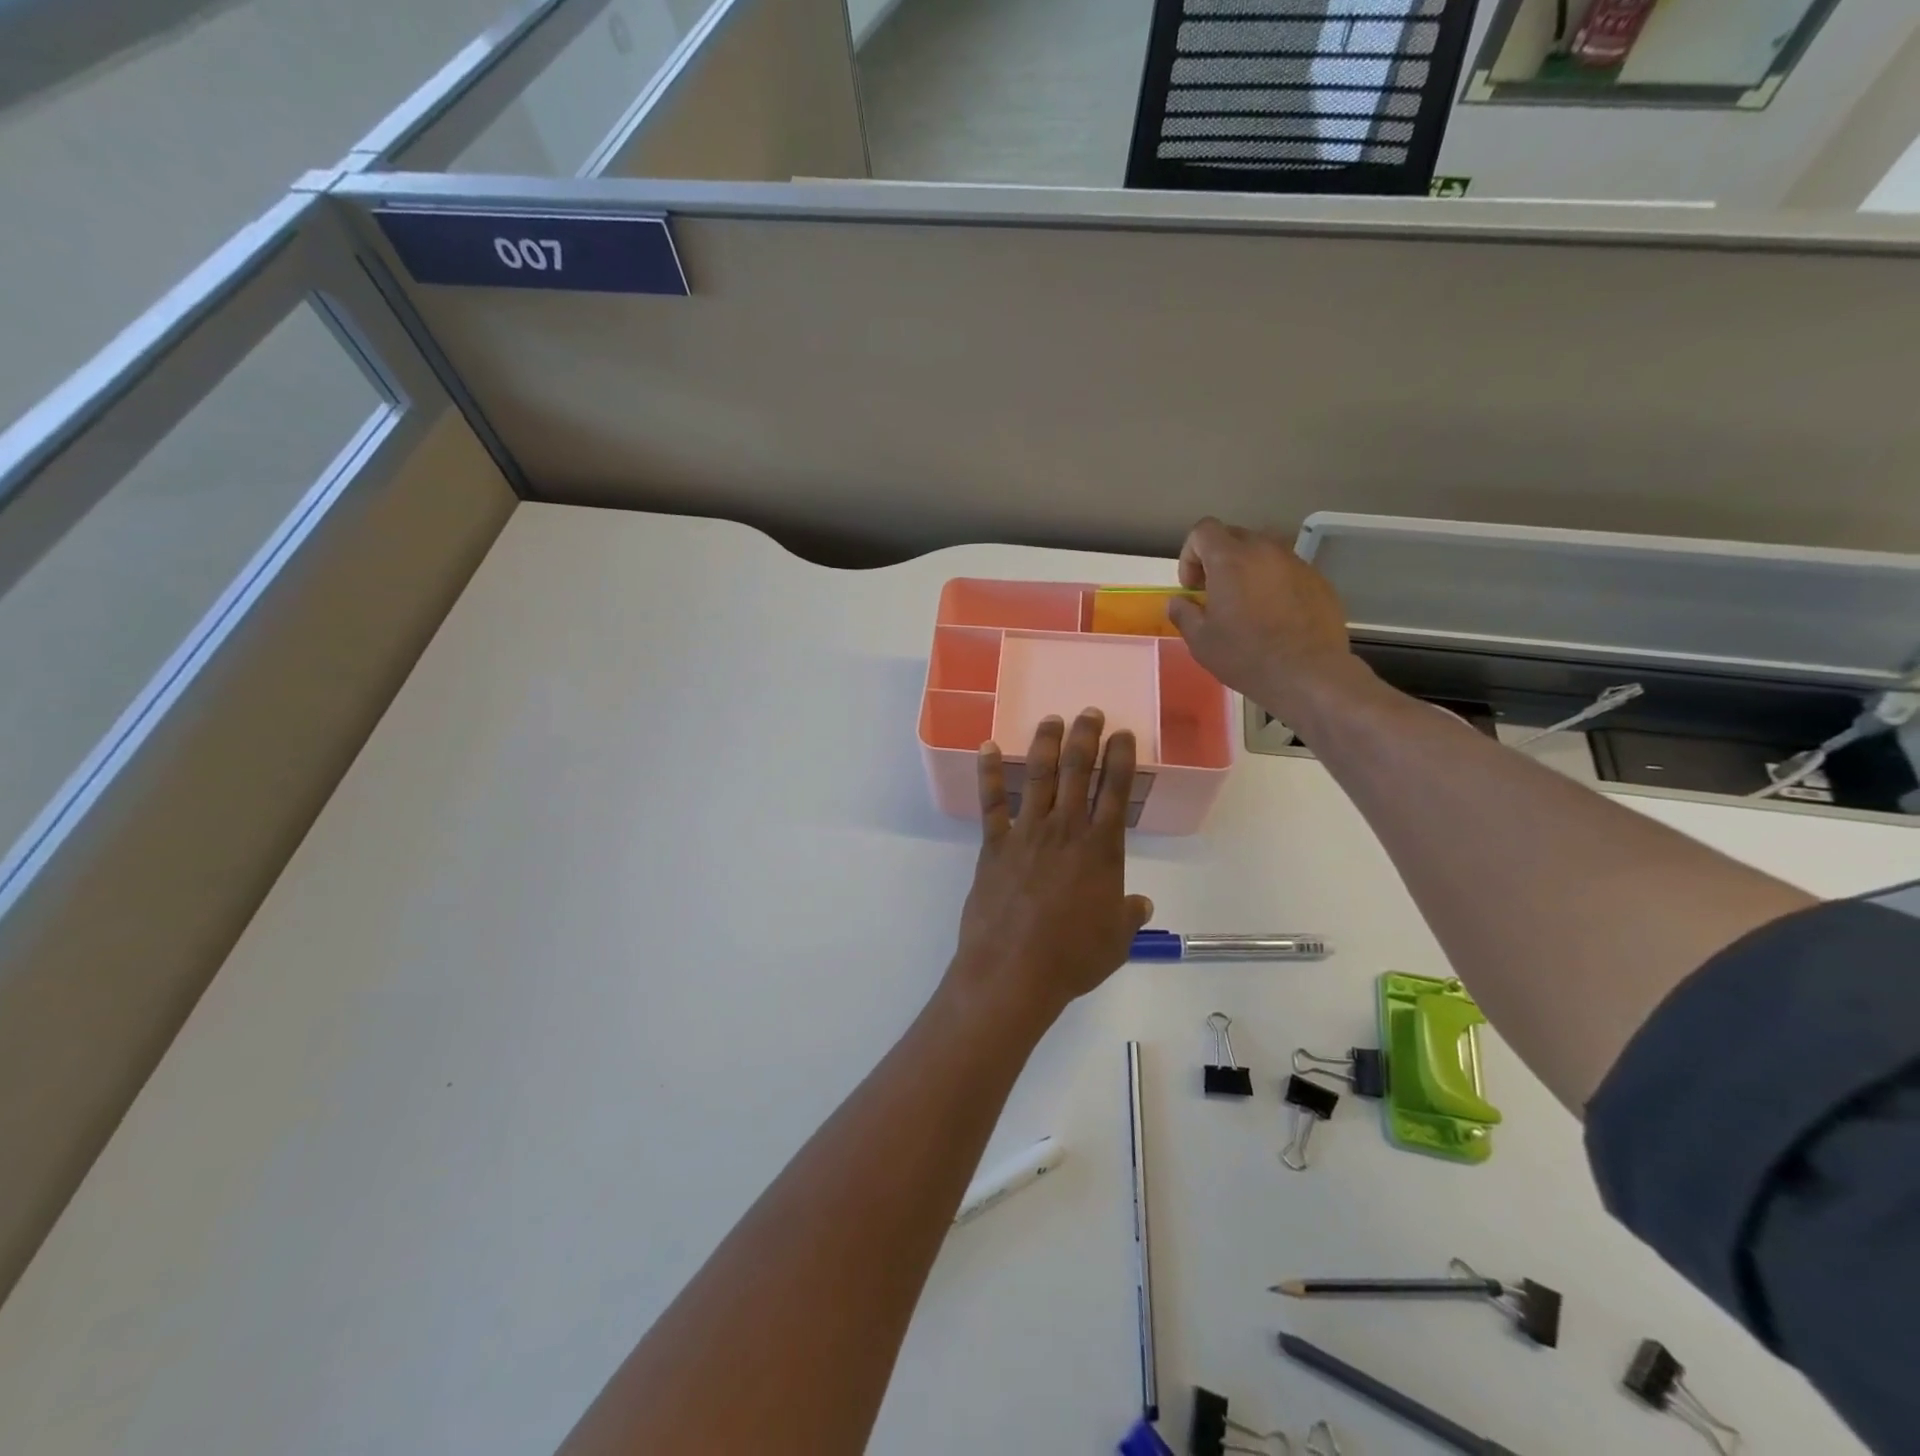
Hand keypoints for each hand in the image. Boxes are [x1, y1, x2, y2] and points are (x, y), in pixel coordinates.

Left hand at [947, 711, 1153, 1030]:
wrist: (1014, 971)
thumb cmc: (1072, 958)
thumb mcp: (1115, 940)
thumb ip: (1128, 915)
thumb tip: (1140, 903)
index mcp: (1101, 850)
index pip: (1115, 792)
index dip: (1120, 758)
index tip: (1122, 734)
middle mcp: (1066, 831)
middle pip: (1078, 772)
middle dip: (1086, 737)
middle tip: (1089, 712)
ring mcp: (1027, 834)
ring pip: (1039, 778)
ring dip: (1046, 744)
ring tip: (1052, 719)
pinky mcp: (994, 846)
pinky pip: (992, 804)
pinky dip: (990, 773)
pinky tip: (988, 747)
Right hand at [1166, 517, 1362, 717]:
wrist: (1308, 674)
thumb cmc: (1245, 656)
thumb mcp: (1200, 640)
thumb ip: (1183, 613)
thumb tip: (1178, 602)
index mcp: (1230, 559)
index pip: (1203, 530)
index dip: (1190, 555)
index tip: (1193, 587)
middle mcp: (1265, 550)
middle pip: (1234, 536)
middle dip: (1218, 559)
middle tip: (1215, 594)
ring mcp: (1296, 563)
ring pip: (1264, 552)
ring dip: (1248, 570)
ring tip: (1247, 605)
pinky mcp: (1319, 580)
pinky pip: (1288, 571)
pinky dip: (1275, 584)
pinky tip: (1275, 618)